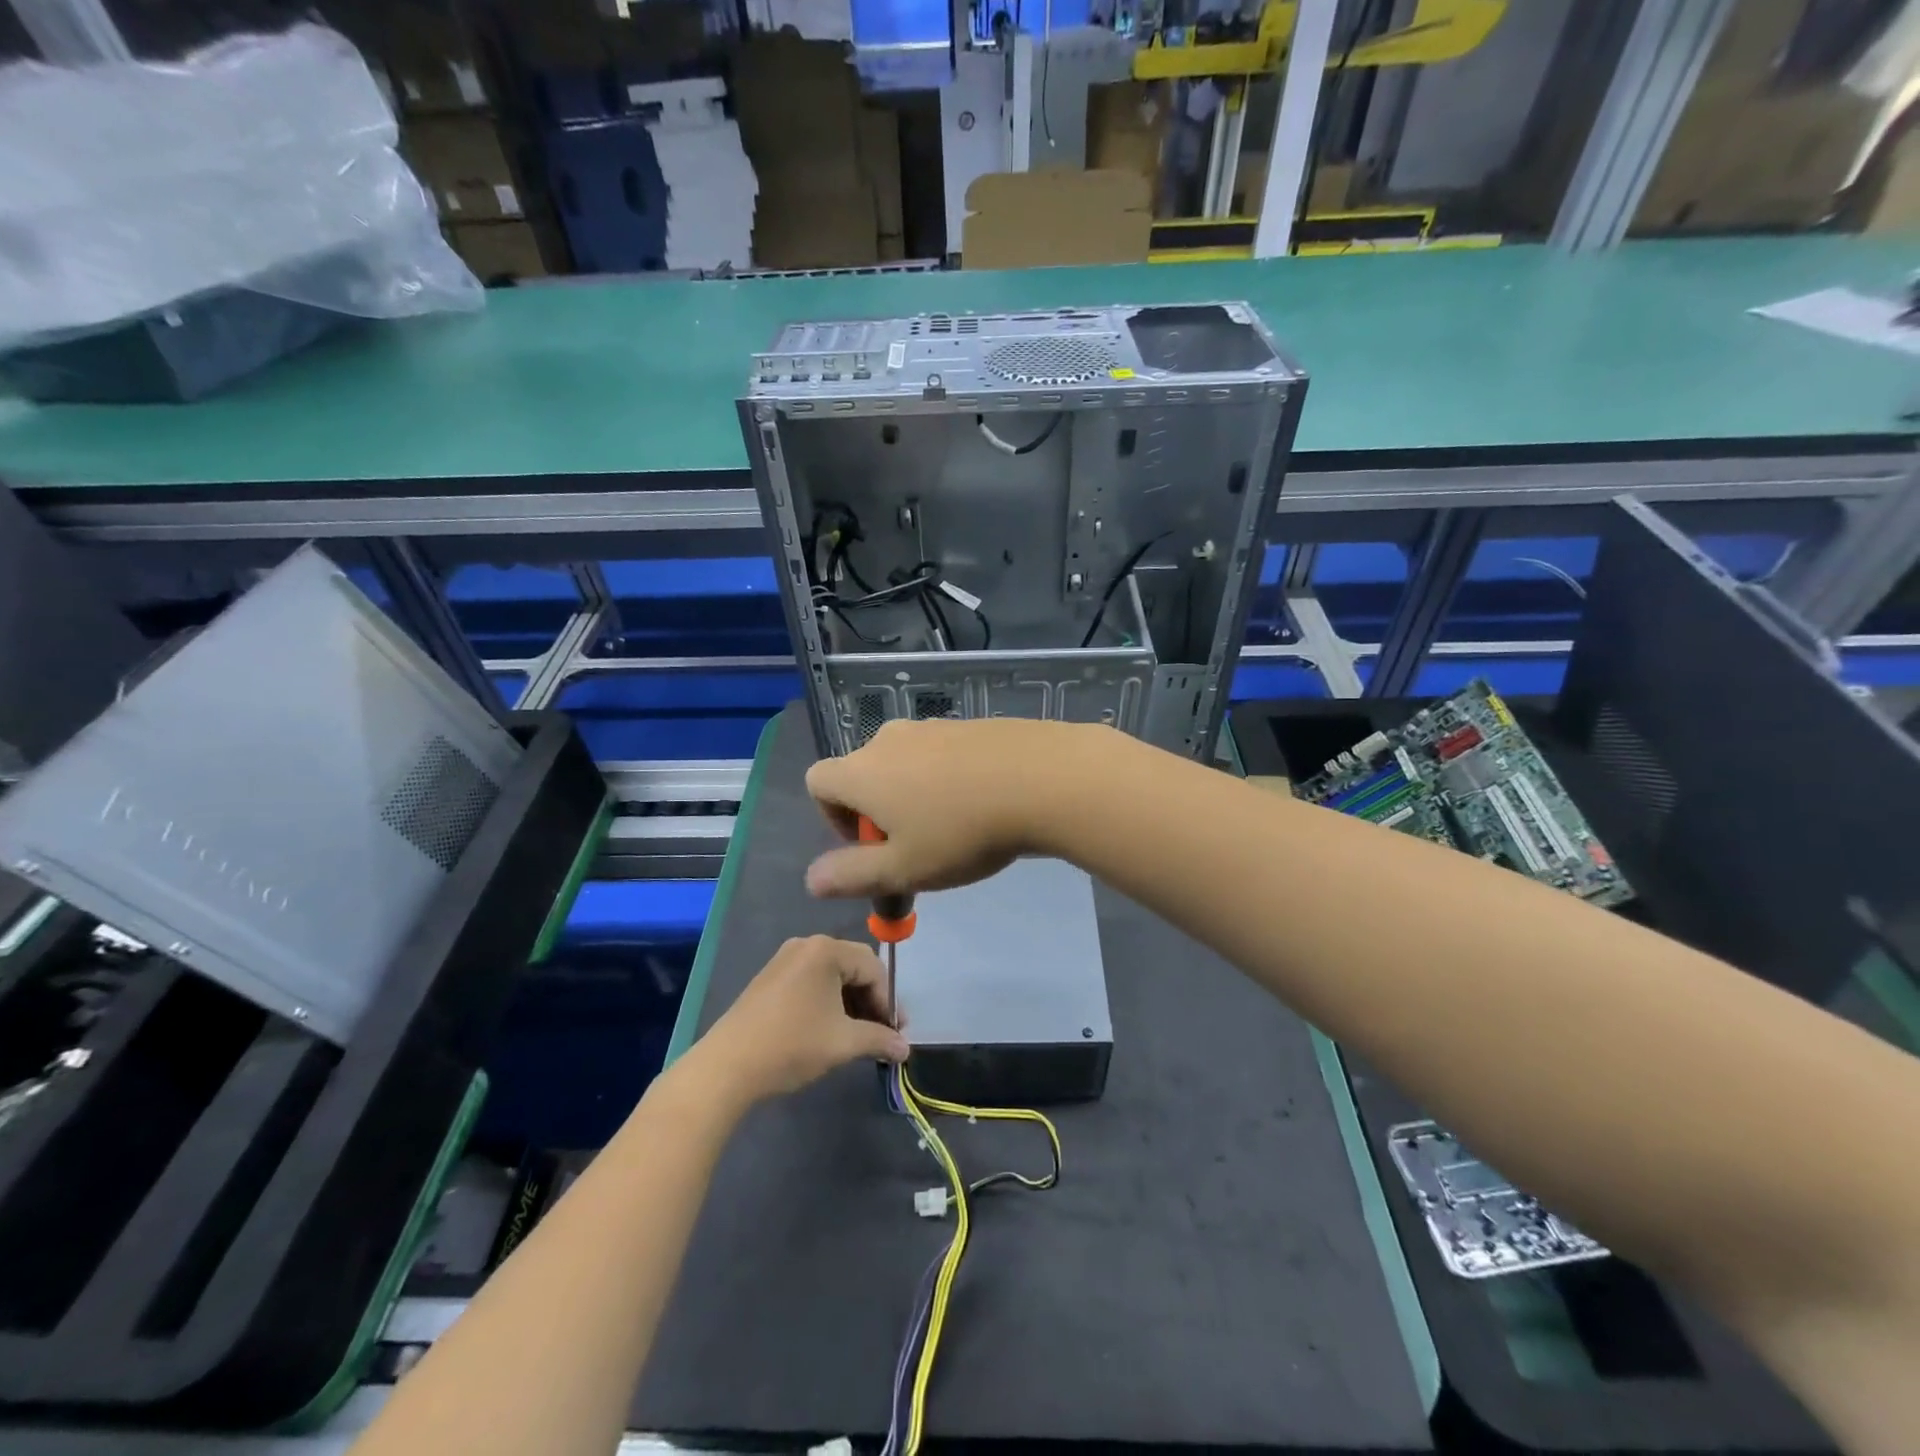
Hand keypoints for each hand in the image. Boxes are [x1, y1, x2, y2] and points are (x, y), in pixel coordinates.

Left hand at [693, 936, 908, 1104]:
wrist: (727, 1066)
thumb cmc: (792, 1045)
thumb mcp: (843, 1043)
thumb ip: (880, 1040)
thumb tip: (906, 1049)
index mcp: (826, 950)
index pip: (873, 968)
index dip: (889, 1001)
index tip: (896, 1033)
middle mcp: (806, 945)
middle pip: (854, 966)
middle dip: (872, 1000)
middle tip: (882, 1033)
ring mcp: (785, 960)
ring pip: (833, 975)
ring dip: (851, 1003)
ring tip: (858, 1035)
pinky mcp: (770, 978)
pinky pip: (812, 981)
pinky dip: (828, 1001)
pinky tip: (830, 1029)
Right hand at [805, 718, 1082, 900]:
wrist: (1042, 779)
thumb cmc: (962, 831)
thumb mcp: (903, 869)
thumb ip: (851, 875)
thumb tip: (812, 878)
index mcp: (862, 770)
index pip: (818, 782)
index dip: (832, 818)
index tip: (869, 847)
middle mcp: (889, 739)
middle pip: (863, 774)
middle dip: (877, 813)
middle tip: (915, 847)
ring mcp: (932, 726)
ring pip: (905, 764)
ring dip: (914, 796)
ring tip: (954, 829)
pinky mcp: (969, 724)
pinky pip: (941, 754)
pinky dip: (947, 779)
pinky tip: (983, 804)